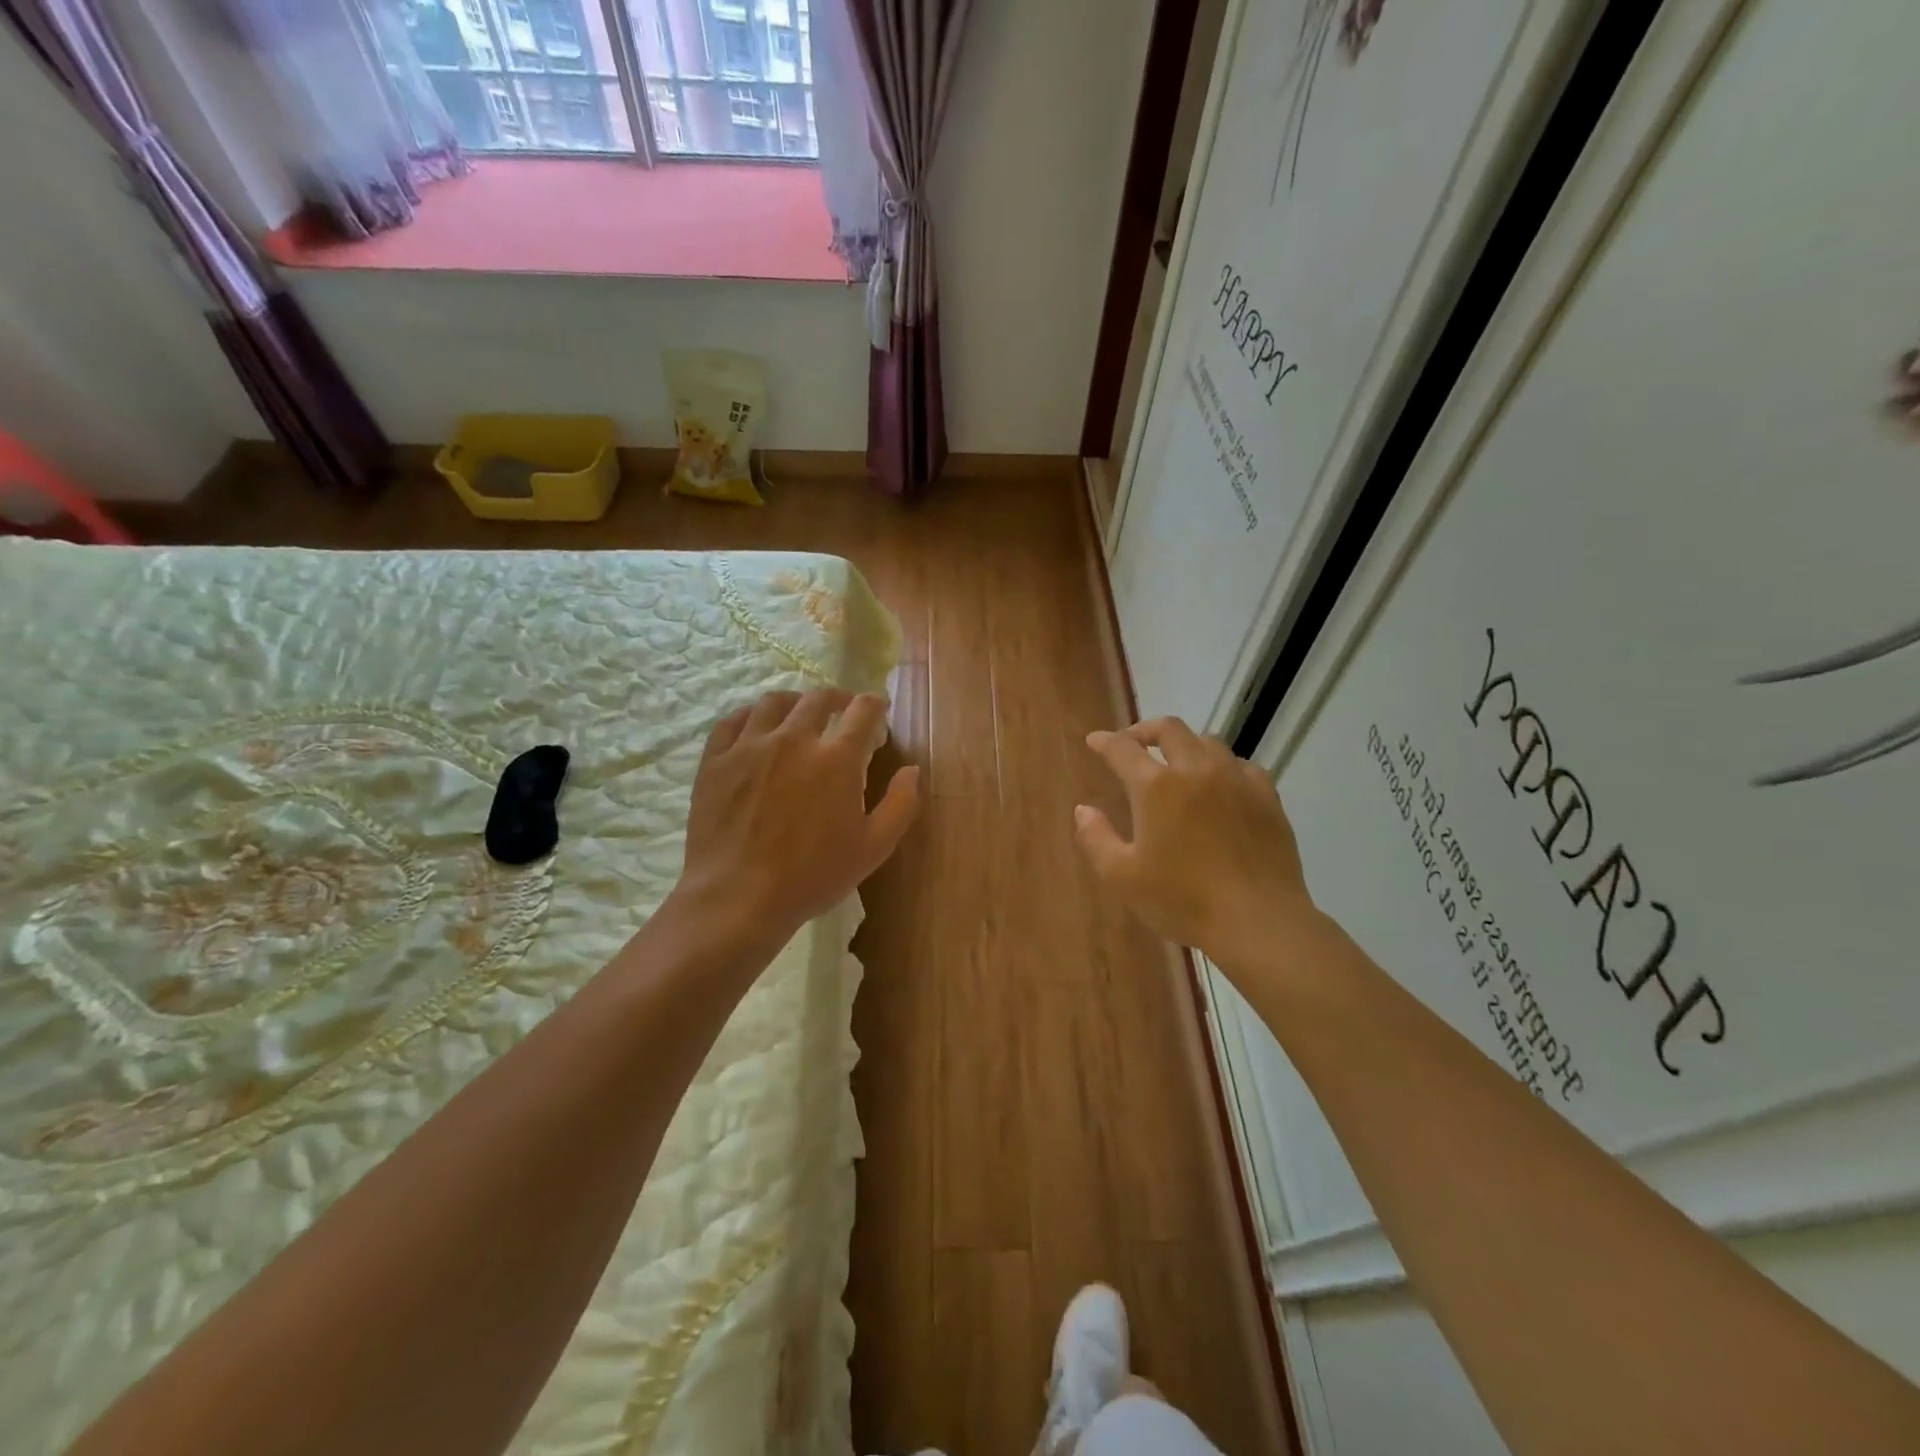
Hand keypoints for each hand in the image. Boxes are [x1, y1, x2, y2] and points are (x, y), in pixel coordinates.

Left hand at [673, 688, 919, 945]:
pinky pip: (732, 721)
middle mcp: (794, 739)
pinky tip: (756, 727)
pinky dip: (750, 716)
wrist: (738, 898)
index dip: (875, 705)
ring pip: (774, 702)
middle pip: (818, 698)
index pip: (863, 710)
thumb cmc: (812, 877)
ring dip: (794, 702)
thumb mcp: (873, 848)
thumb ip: (901, 804)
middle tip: (843, 710)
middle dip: (838, 698)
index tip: (878, 712)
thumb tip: (913, 769)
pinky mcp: (715, 760)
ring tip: (799, 714)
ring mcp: (749, 746)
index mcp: (837, 758)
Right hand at [1075, 718, 1316, 969]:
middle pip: (1169, 729)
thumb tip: (1084, 809)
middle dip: (1145, 730)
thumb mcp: (1123, 877)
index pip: (1123, 748)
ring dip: (1184, 745)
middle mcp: (1196, 770)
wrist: (1258, 921)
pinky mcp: (1267, 797)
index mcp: (1156, 787)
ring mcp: (1236, 779)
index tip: (1094, 741)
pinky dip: (1221, 766)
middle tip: (1133, 744)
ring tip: (1176, 764)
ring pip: (1207, 742)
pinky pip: (1241, 765)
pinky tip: (1220, 785)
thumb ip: (1096, 838)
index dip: (1104, 741)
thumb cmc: (1182, 900)